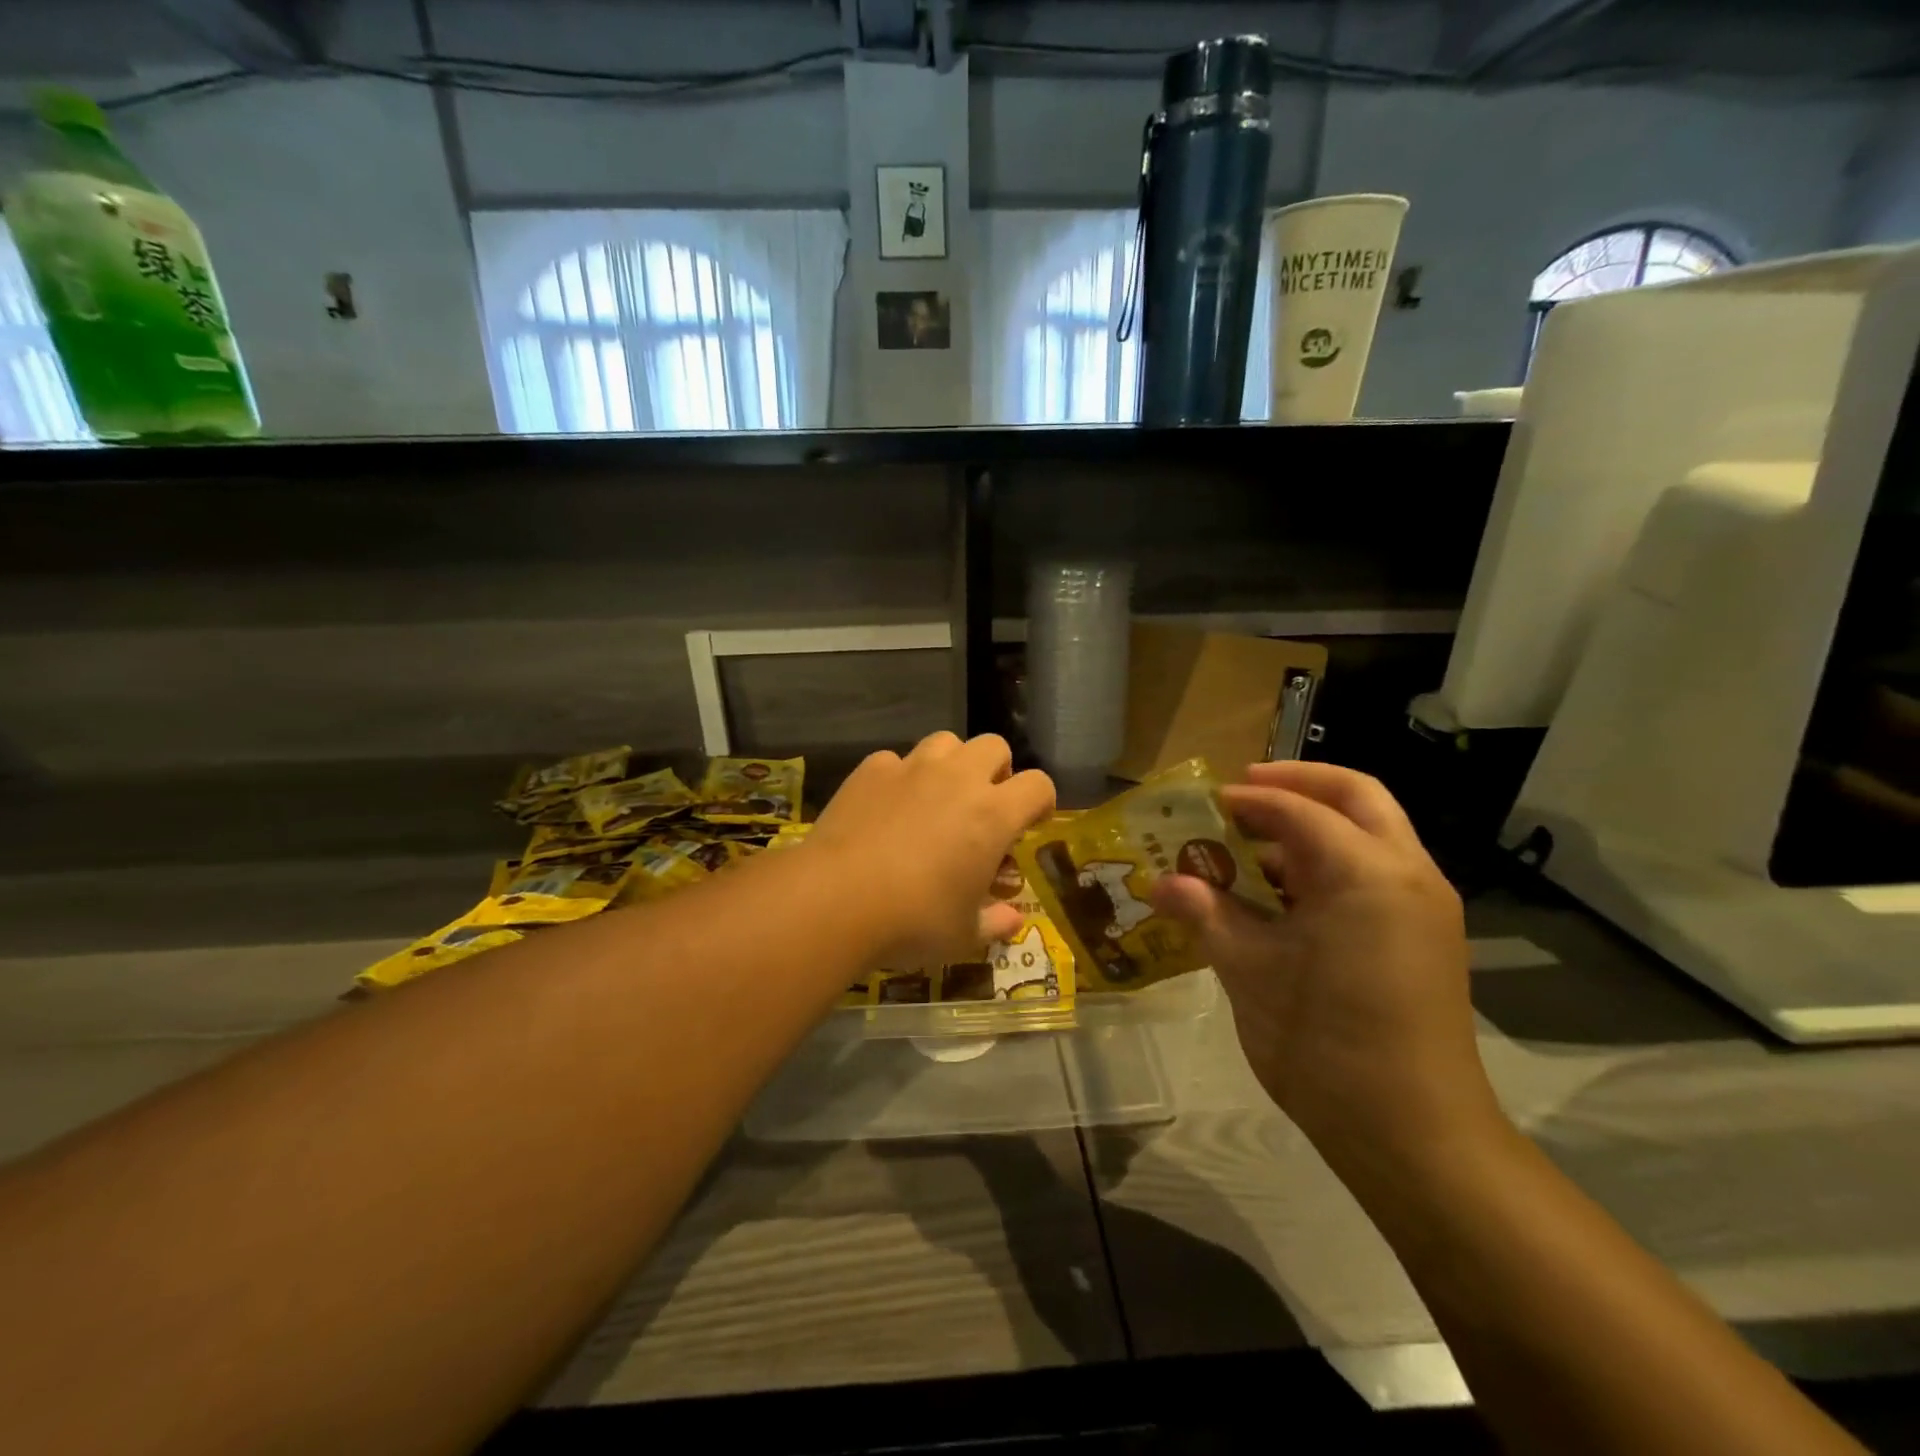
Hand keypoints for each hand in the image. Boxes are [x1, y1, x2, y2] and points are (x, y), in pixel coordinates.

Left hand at [812, 732, 1055, 968]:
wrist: (836, 898)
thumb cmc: (913, 920)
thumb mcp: (963, 934)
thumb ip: (994, 922)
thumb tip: (1013, 921)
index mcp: (993, 814)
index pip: (1038, 785)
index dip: (1040, 802)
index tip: (1029, 824)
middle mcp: (958, 778)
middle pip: (994, 746)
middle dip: (996, 771)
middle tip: (983, 806)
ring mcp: (912, 768)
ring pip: (946, 742)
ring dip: (951, 764)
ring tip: (937, 798)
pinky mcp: (871, 770)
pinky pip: (896, 761)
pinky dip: (900, 778)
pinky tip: (887, 808)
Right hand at [1149, 761, 1504, 1169]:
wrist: (1414, 1135)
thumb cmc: (1323, 1042)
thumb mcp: (1249, 970)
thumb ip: (1206, 913)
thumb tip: (1160, 882)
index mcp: (1364, 871)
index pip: (1297, 810)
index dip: (1246, 800)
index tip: (1204, 805)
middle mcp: (1405, 872)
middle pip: (1355, 796)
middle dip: (1298, 783)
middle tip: (1243, 791)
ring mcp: (1422, 905)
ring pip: (1369, 832)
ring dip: (1313, 826)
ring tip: (1250, 845)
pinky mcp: (1423, 936)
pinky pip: (1374, 873)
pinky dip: (1329, 863)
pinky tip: (1281, 894)